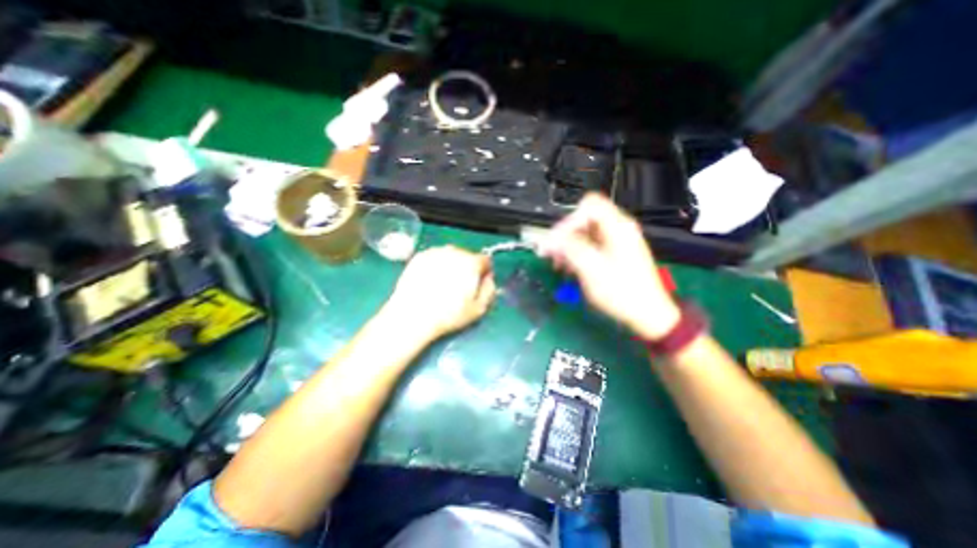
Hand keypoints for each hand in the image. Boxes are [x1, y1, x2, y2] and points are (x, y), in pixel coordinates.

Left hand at [381, 246, 496, 339]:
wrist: (413, 315)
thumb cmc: (448, 314)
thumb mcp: (479, 308)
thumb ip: (490, 289)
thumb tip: (489, 280)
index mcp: (471, 263)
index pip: (485, 260)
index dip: (484, 272)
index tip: (478, 284)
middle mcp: (454, 252)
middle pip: (467, 256)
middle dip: (467, 269)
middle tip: (460, 288)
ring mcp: (435, 253)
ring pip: (450, 256)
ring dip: (451, 266)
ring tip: (443, 286)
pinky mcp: (419, 257)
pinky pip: (434, 259)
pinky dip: (436, 267)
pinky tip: (431, 282)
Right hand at [534, 190, 679, 338]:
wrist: (647, 313)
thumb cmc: (623, 292)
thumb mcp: (592, 269)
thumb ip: (570, 248)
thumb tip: (551, 238)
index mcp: (618, 227)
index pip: (588, 206)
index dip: (569, 220)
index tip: (556, 241)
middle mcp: (618, 229)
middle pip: (585, 219)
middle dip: (565, 234)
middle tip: (552, 253)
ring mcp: (617, 241)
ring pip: (585, 232)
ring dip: (568, 245)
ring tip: (558, 263)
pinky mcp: (614, 253)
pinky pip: (590, 244)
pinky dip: (577, 253)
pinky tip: (570, 267)